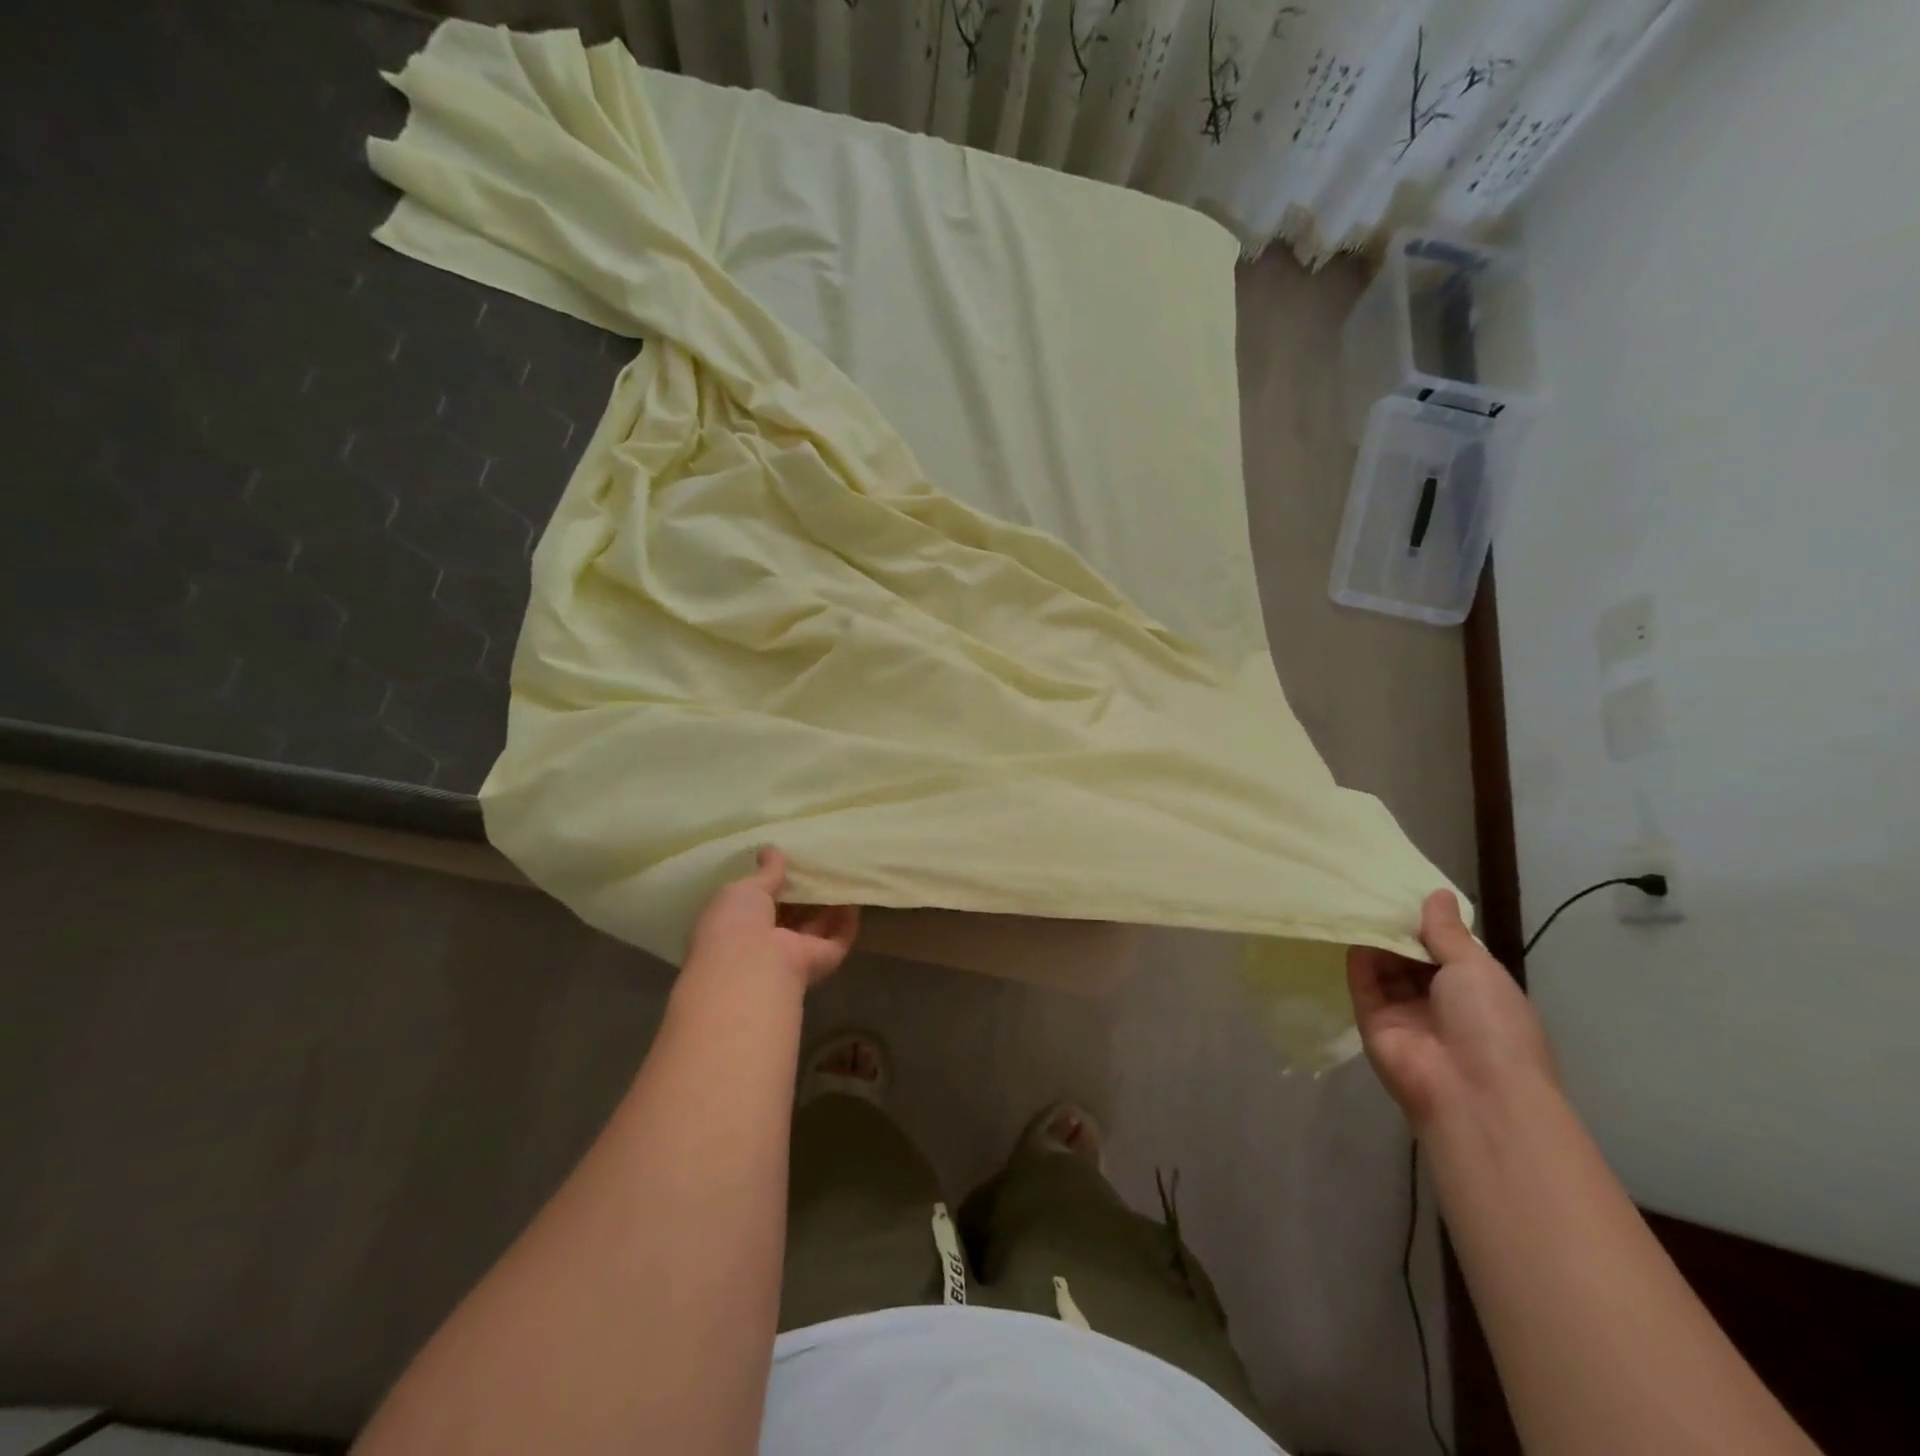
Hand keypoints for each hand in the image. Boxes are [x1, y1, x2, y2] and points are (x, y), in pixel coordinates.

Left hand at [685, 847, 859, 990]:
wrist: (753, 967)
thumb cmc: (736, 923)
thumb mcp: (743, 889)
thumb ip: (764, 873)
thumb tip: (770, 850)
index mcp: (738, 927)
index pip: (759, 903)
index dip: (773, 883)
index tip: (790, 862)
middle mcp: (765, 944)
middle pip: (790, 915)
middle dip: (804, 893)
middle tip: (820, 864)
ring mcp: (794, 955)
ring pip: (815, 926)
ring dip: (828, 904)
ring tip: (842, 873)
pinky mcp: (822, 960)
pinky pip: (838, 937)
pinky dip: (847, 919)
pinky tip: (855, 895)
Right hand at [1347, 890, 1556, 1128]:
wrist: (1471, 1091)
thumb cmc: (1491, 1023)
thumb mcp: (1477, 968)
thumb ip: (1447, 932)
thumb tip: (1438, 893)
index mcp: (1478, 991)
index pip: (1448, 951)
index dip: (1432, 924)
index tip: (1409, 891)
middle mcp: (1442, 1002)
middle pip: (1413, 958)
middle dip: (1399, 929)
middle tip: (1375, 889)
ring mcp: (1406, 1013)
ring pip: (1386, 968)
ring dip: (1377, 940)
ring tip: (1358, 902)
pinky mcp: (1373, 1021)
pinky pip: (1363, 984)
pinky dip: (1358, 959)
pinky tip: (1350, 929)